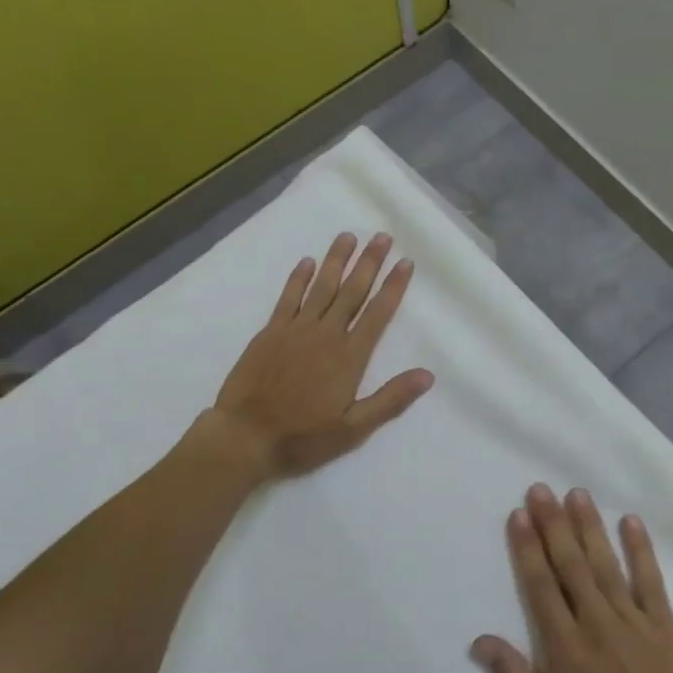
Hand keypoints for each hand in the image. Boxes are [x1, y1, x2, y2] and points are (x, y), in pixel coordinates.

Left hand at [210, 232, 433, 475]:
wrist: (245, 436)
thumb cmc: (303, 437)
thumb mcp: (354, 429)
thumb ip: (390, 399)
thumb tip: (427, 375)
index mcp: (349, 357)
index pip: (378, 314)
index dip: (393, 287)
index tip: (405, 262)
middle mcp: (326, 335)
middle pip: (352, 291)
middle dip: (369, 263)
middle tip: (382, 236)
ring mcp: (295, 330)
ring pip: (322, 287)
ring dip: (336, 261)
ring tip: (348, 236)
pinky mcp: (270, 332)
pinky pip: (288, 298)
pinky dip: (298, 278)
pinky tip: (307, 262)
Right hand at [472, 485, 672, 672]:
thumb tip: (480, 640)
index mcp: (566, 648)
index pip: (541, 586)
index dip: (527, 548)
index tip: (518, 514)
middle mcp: (598, 623)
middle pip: (570, 564)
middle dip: (553, 523)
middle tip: (540, 489)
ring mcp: (635, 621)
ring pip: (606, 563)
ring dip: (590, 526)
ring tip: (577, 494)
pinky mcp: (666, 625)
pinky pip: (651, 579)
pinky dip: (641, 549)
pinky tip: (631, 522)